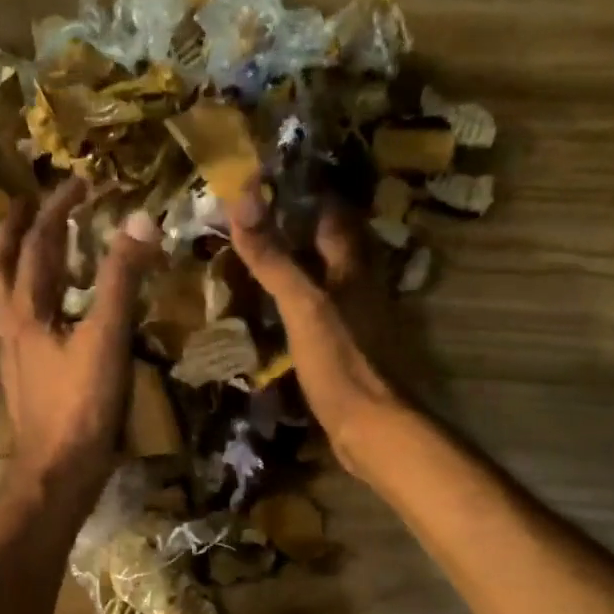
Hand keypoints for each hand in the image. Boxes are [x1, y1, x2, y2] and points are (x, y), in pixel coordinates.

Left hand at [0, 178, 158, 514]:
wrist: (57, 473)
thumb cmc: (80, 407)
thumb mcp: (106, 339)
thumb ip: (122, 280)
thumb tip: (140, 220)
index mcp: (27, 310)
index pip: (38, 244)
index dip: (59, 209)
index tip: (81, 182)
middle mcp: (12, 326)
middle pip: (4, 267)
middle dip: (16, 230)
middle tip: (28, 204)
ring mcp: (15, 355)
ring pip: (7, 298)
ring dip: (15, 265)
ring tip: (30, 248)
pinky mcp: (27, 379)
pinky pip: (22, 325)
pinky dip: (31, 302)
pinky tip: (49, 313)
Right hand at [227, 187, 407, 473]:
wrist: (371, 427)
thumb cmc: (340, 361)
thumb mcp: (302, 306)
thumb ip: (273, 258)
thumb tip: (242, 198)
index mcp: (355, 269)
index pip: (333, 218)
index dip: (305, 198)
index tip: (268, 186)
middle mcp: (362, 289)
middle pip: (332, 250)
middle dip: (300, 235)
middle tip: (257, 225)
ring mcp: (359, 322)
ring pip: (328, 283)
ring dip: (301, 272)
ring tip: (262, 264)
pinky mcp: (350, 352)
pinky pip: (323, 317)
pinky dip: (302, 308)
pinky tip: (279, 316)